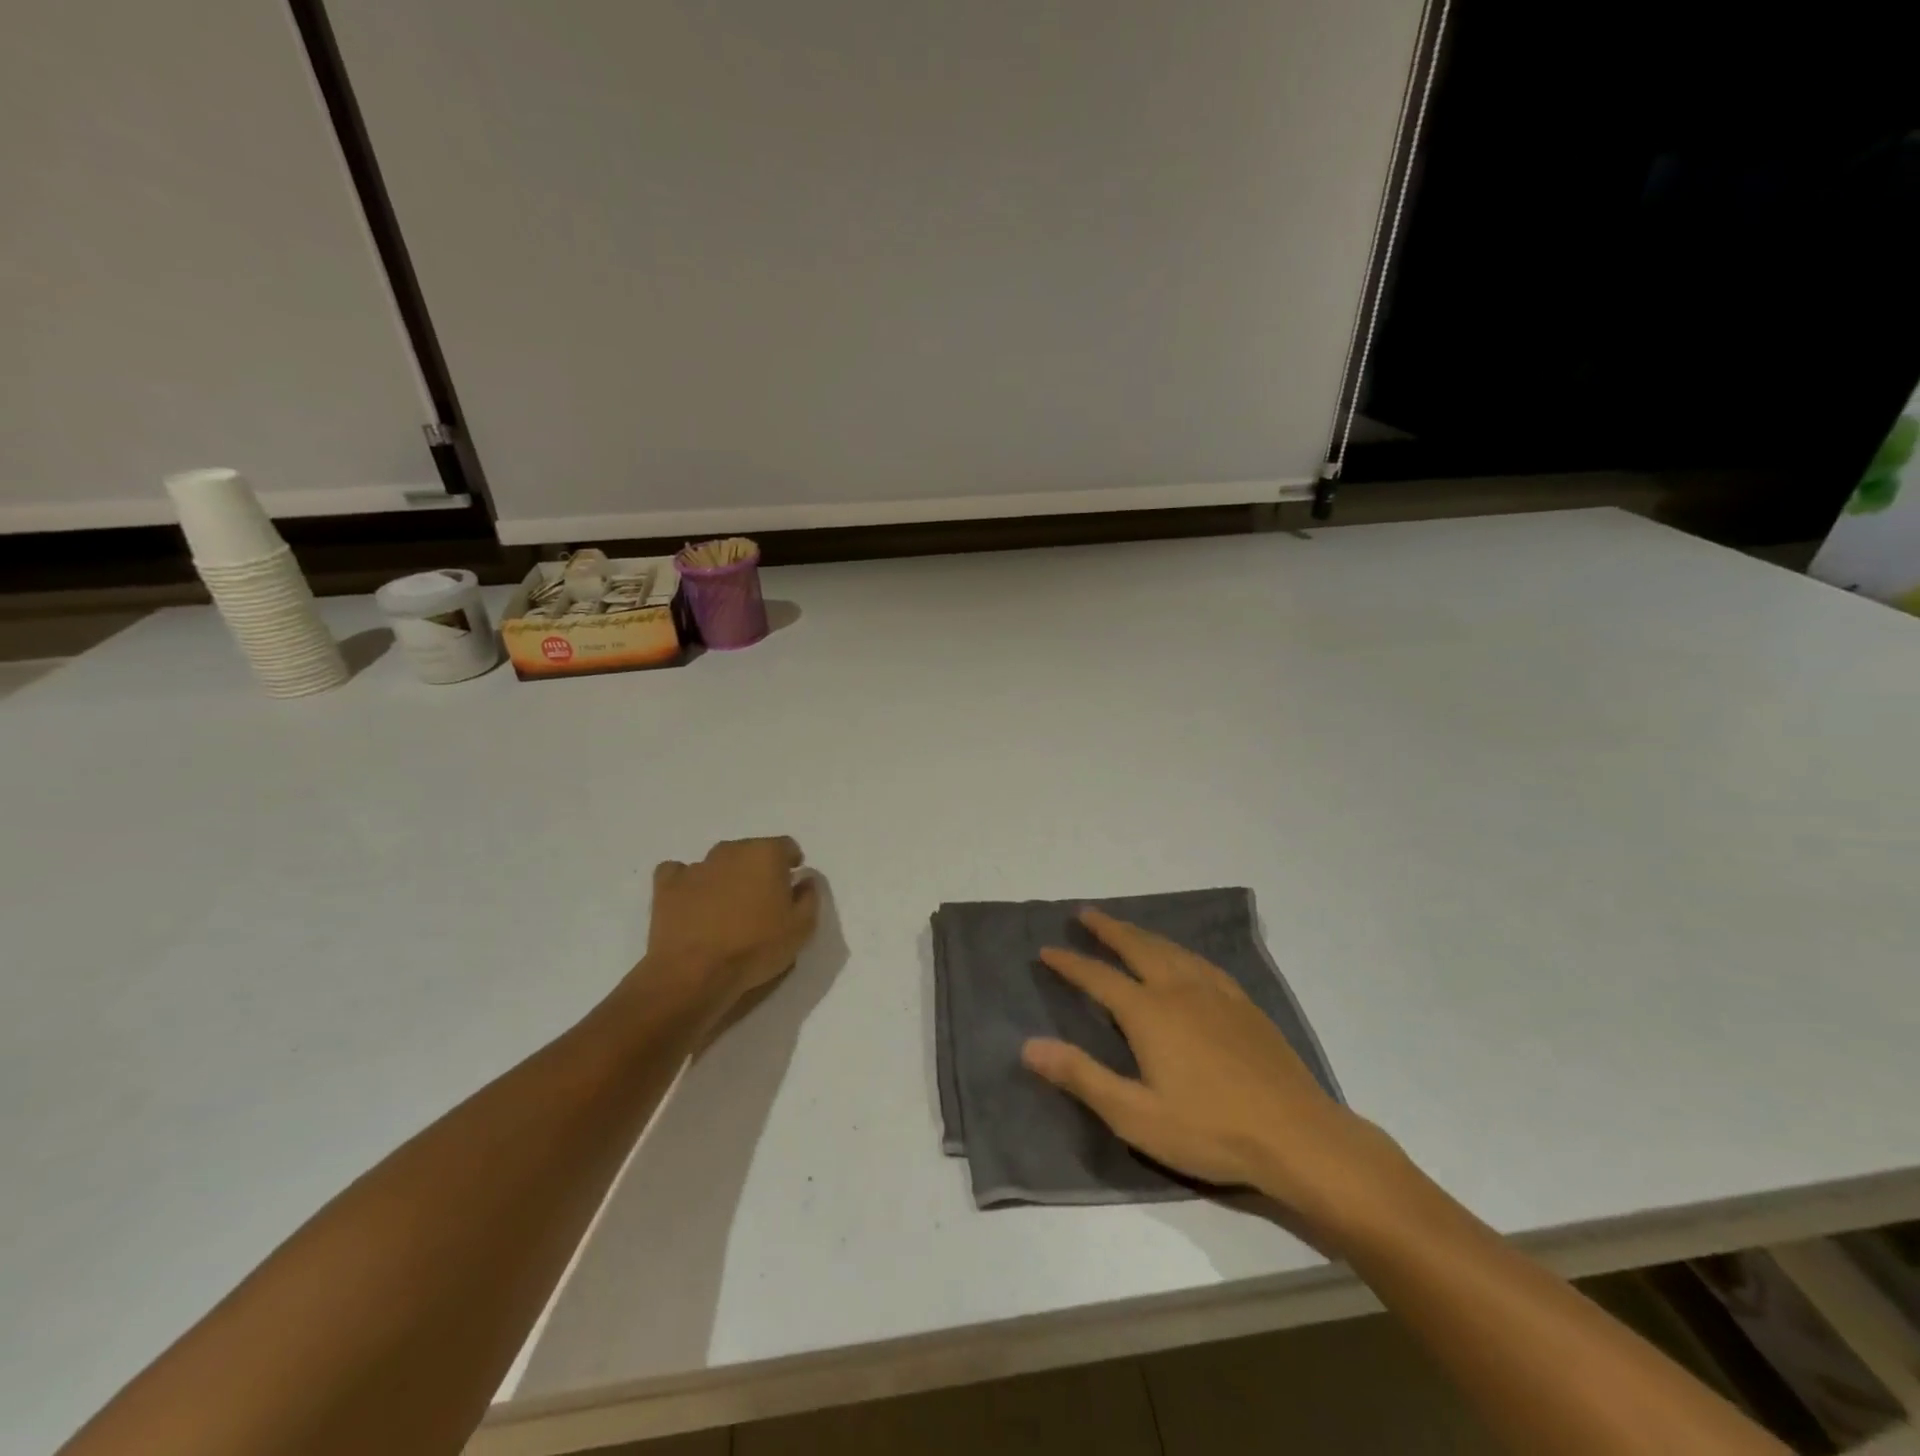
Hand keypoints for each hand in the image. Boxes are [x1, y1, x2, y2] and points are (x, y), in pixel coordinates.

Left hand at [639, 837, 819, 1032]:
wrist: (694, 973)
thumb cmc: (755, 947)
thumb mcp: (802, 928)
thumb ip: (809, 897)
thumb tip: (804, 880)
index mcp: (765, 854)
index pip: (786, 846)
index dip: (790, 864)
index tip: (791, 886)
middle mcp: (731, 850)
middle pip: (750, 851)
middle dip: (757, 869)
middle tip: (760, 900)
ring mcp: (695, 866)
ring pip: (717, 863)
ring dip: (725, 878)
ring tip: (725, 909)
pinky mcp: (666, 885)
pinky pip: (679, 874)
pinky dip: (688, 884)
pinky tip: (692, 903)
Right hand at [1022, 910, 1410, 1244]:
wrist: (1298, 1136)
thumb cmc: (1210, 1130)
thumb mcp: (1135, 1115)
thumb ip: (1081, 1076)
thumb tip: (1029, 1045)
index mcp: (1149, 1013)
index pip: (1098, 978)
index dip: (1070, 963)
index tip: (1046, 949)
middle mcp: (1178, 990)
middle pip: (1136, 947)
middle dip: (1107, 929)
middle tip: (1085, 913)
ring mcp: (1216, 993)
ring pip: (1170, 949)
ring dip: (1141, 933)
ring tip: (1125, 926)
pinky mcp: (1243, 1005)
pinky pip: (1202, 962)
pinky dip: (1179, 949)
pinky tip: (1182, 957)